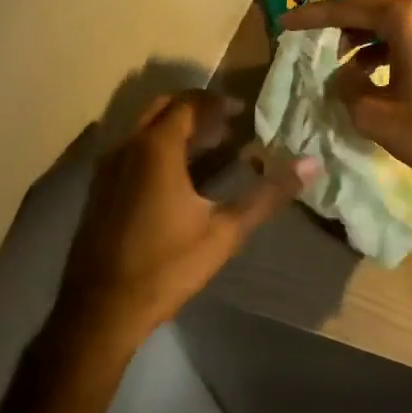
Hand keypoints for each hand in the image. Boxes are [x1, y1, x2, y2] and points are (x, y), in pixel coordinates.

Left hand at [55, 90, 314, 349]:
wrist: (100, 310)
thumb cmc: (166, 266)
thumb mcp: (225, 232)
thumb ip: (267, 195)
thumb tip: (311, 165)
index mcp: (156, 149)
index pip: (188, 104)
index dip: (217, 102)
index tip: (243, 111)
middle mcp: (127, 147)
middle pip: (162, 108)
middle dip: (196, 109)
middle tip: (228, 122)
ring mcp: (108, 168)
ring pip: (144, 129)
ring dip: (176, 128)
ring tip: (211, 144)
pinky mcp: (100, 189)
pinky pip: (132, 149)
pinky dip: (158, 146)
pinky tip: (180, 176)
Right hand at [279, 0, 411, 192]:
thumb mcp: (376, 115)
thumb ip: (347, 90)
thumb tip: (341, 79)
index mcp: (409, 19)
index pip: (350, 8)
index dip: (314, 15)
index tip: (286, 22)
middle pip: (375, 5)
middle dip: (342, 19)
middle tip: (314, 34)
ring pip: (397, 20)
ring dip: (367, 34)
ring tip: (343, 61)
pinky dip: (390, 46)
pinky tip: (375, 71)